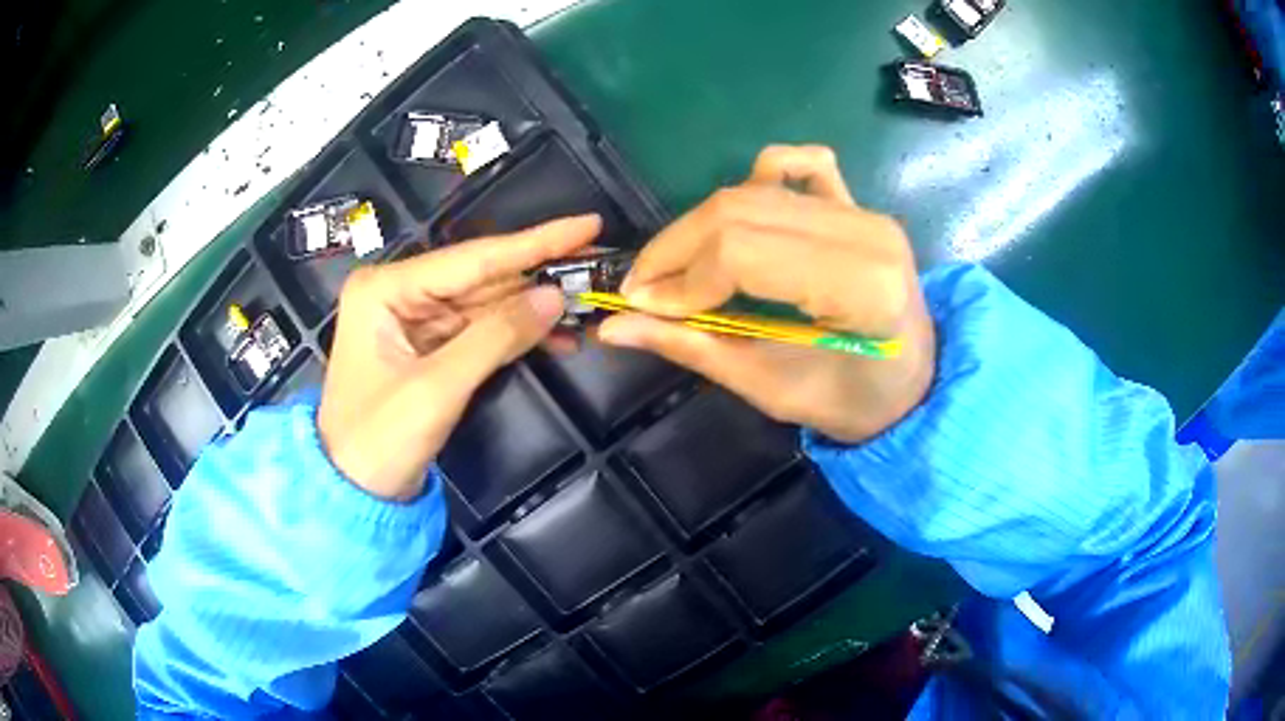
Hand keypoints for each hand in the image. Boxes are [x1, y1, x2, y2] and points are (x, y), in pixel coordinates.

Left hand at [318, 215, 600, 499]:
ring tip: (587, 302)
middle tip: (597, 262)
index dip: (534, 242)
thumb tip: (555, 297)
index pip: (472, 259)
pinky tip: (556, 336)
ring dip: (533, 307)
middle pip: (481, 276)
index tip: (587, 224)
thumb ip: (496, 337)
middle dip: (538, 274)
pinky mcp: (427, 346)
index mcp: (386, 288)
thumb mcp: (436, 388)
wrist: (355, 493)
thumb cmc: (379, 440)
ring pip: (485, 303)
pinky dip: (516, 334)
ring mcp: (413, 319)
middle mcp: (398, 292)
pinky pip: (479, 330)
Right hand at [598, 146, 933, 442]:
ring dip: (702, 223)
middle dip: (676, 247)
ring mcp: (864, 210)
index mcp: (859, 286)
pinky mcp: (859, 204)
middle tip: (644, 288)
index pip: (743, 251)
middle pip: (740, 209)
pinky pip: (803, 165)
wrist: (915, 385)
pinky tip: (743, 212)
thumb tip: (614, 328)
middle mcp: (865, 231)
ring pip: (756, 189)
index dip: (681, 278)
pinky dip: (761, 176)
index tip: (641, 308)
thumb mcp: (773, 390)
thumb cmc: (855, 403)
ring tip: (681, 267)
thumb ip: (695, 349)